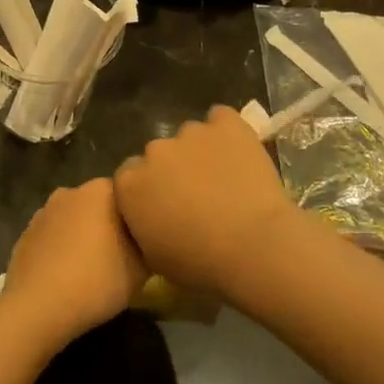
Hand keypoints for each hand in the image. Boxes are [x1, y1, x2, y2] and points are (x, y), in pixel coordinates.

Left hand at [0, 179, 147, 346]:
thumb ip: (148, 246)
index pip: (127, 193)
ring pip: (72, 220)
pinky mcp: (25, 235)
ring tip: (92, 268)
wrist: (38, 307)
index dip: (136, 216)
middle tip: (121, 254)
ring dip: (82, 236)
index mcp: (99, 191)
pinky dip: (61, 249)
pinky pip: (52, 238)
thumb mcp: (141, 269)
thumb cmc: (96, 281)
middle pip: (97, 205)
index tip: (142, 239)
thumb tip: (147, 240)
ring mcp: (43, 212)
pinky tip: (66, 275)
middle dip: (108, 224)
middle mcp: (69, 192)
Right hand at [113, 106, 306, 297]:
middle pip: (159, 155)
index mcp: (129, 184)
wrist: (254, 247)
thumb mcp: (154, 258)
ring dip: (200, 152)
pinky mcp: (225, 124)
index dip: (149, 191)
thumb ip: (143, 226)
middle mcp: (153, 151)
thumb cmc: (200, 264)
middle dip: (173, 170)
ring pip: (190, 137)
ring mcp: (190, 133)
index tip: (166, 207)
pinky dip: (226, 132)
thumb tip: (151, 216)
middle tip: (197, 196)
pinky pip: (221, 119)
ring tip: (225, 178)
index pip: (130, 177)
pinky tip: (238, 152)